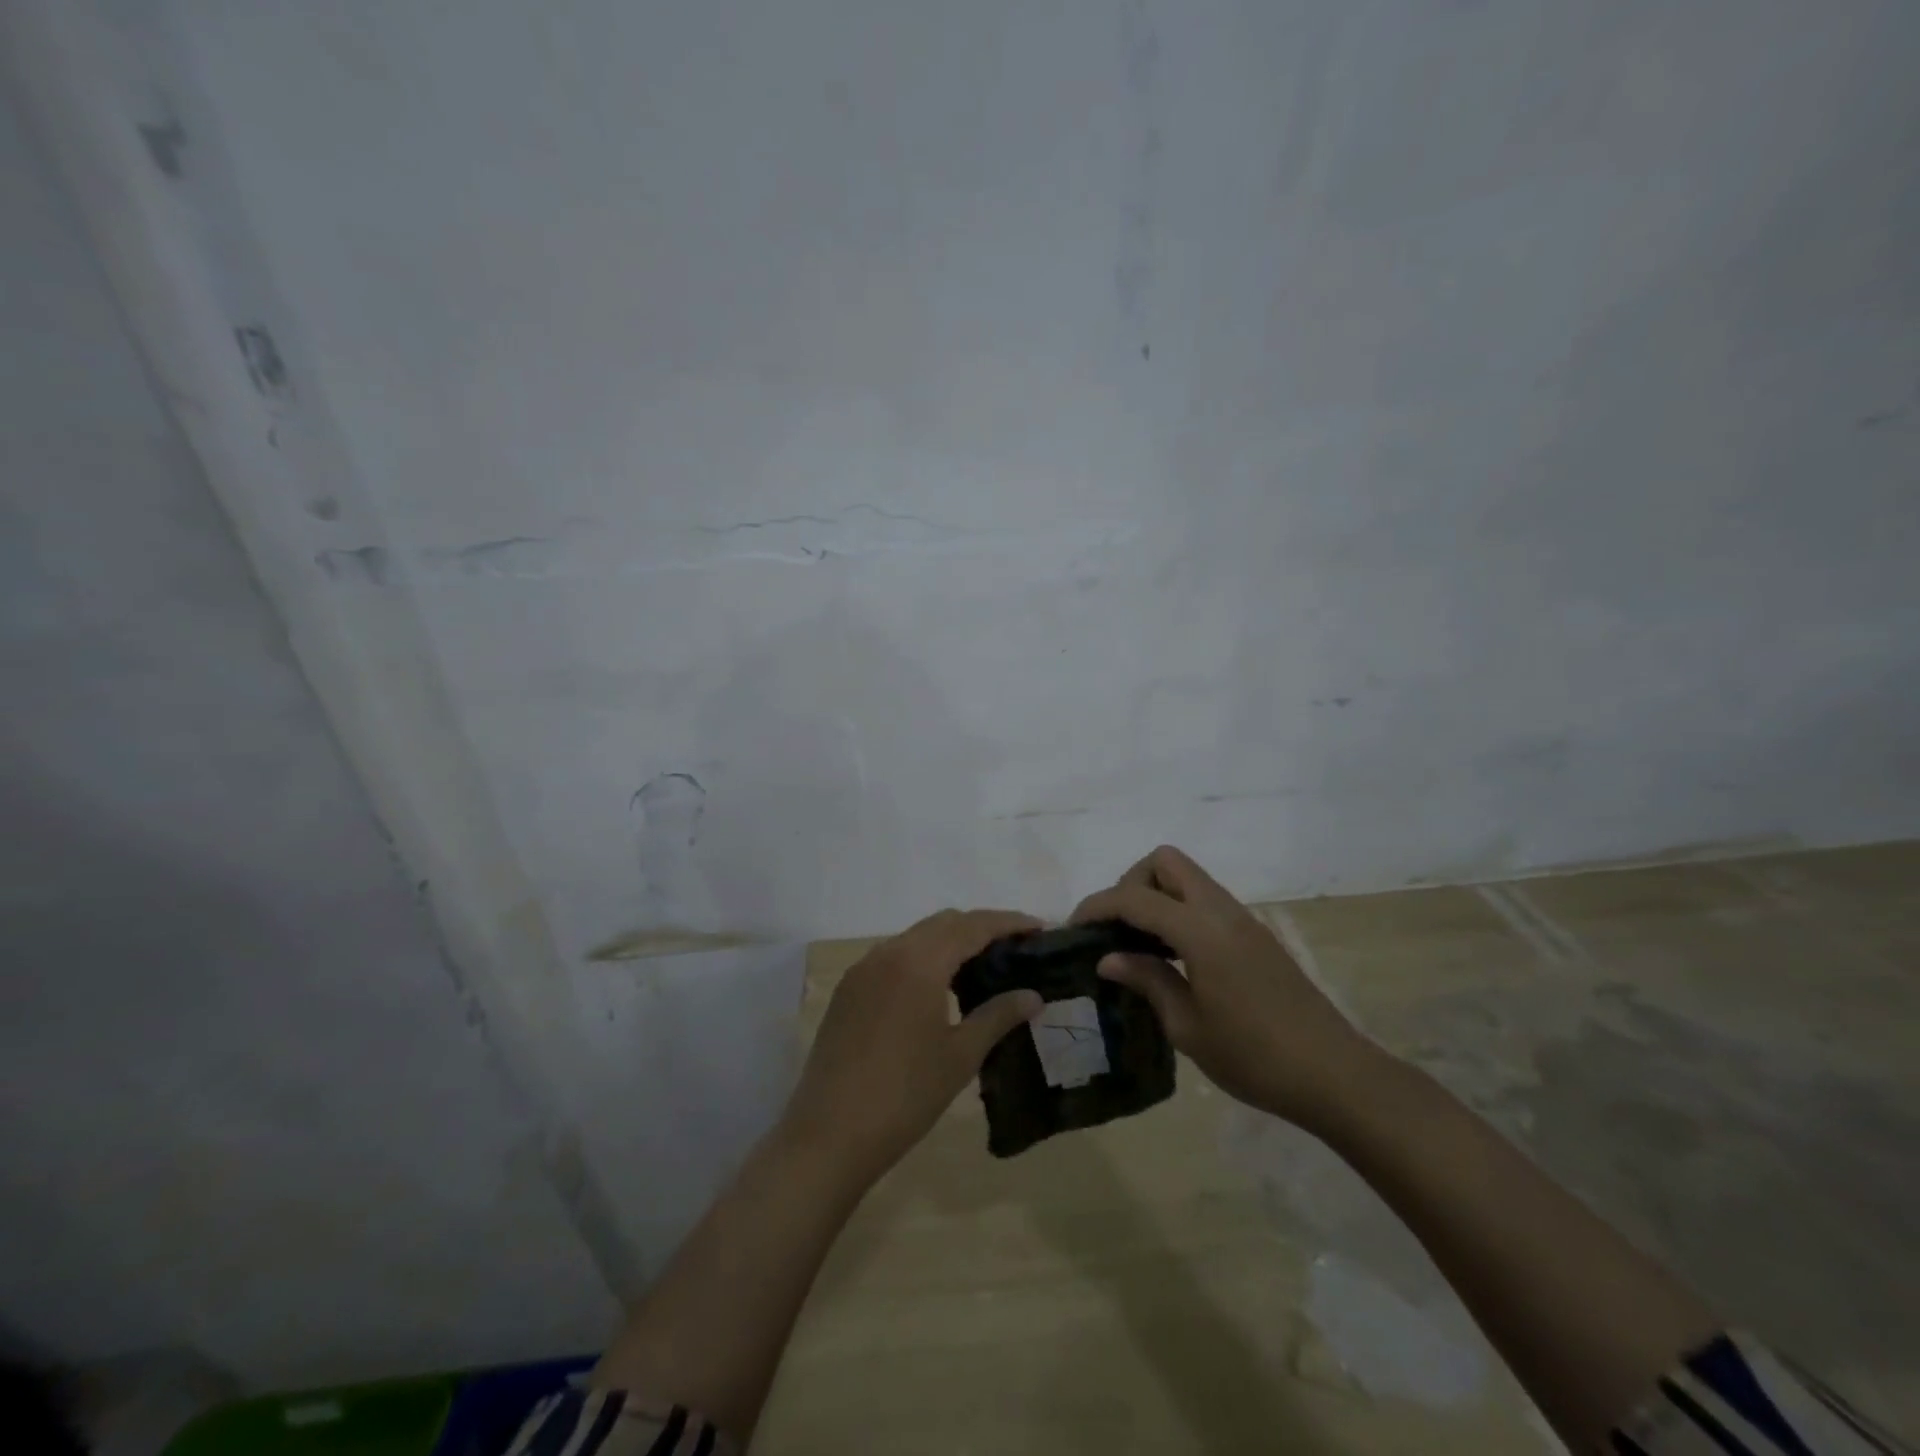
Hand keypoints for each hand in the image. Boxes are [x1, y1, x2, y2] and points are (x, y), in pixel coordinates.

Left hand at [781, 908, 1044, 1184]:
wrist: (830, 1134)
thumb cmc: (905, 1095)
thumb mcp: (960, 1056)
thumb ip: (998, 1016)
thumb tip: (1033, 996)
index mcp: (919, 962)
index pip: (972, 926)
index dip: (1008, 922)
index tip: (1038, 926)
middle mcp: (888, 953)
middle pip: (943, 923)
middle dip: (980, 927)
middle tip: (1014, 947)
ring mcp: (863, 970)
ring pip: (915, 937)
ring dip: (949, 941)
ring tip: (981, 966)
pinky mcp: (848, 990)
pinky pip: (893, 957)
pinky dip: (922, 958)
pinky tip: (937, 987)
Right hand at [1072, 845, 1384, 1132]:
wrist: (1334, 1075)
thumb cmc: (1255, 1057)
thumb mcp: (1188, 1027)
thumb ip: (1147, 981)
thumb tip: (1107, 957)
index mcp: (1201, 931)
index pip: (1135, 897)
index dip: (1097, 906)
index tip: (1074, 930)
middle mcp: (1222, 911)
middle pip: (1166, 862)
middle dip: (1131, 883)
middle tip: (1117, 929)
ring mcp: (1243, 920)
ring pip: (1188, 878)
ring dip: (1156, 896)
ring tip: (1138, 945)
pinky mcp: (1255, 935)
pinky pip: (1205, 902)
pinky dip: (1179, 912)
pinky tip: (1172, 957)